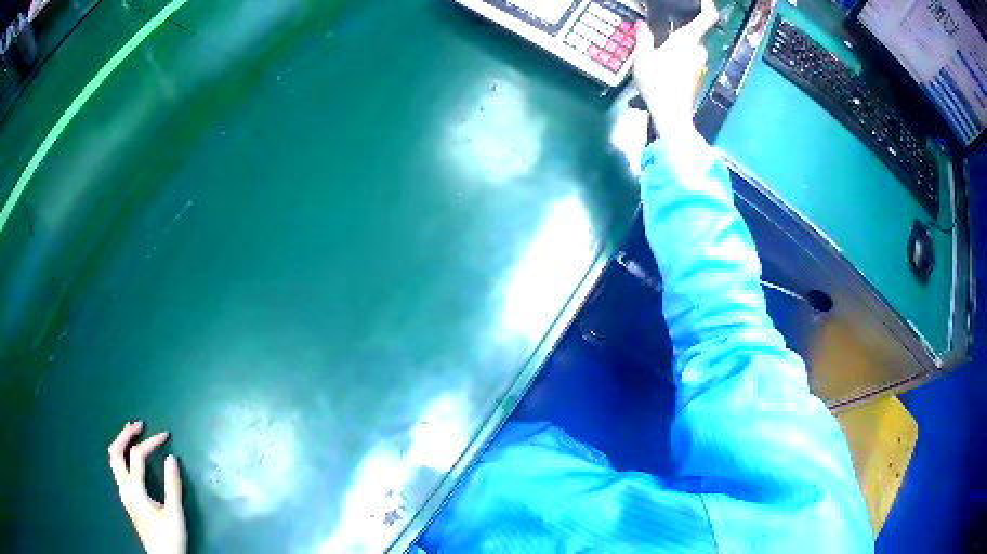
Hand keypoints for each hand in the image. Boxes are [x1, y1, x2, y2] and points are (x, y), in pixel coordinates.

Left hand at [108, 421, 186, 553]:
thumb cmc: (169, 537)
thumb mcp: (174, 513)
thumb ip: (172, 485)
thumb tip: (171, 458)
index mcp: (134, 488)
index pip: (138, 455)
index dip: (151, 442)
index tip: (166, 436)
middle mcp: (124, 487)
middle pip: (115, 452)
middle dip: (125, 434)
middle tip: (138, 425)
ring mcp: (123, 493)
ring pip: (113, 460)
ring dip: (121, 443)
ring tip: (132, 434)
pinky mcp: (127, 499)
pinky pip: (118, 468)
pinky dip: (122, 455)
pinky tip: (131, 458)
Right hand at [632, 0, 718, 137]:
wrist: (673, 117)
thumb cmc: (658, 84)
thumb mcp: (643, 59)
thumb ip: (644, 38)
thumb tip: (642, 24)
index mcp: (688, 40)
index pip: (708, 17)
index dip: (707, 4)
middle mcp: (700, 50)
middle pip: (695, 31)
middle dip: (680, 27)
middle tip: (662, 26)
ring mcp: (702, 64)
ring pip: (692, 45)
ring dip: (679, 43)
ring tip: (659, 47)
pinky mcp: (699, 76)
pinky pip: (691, 58)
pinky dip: (681, 55)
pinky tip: (665, 63)